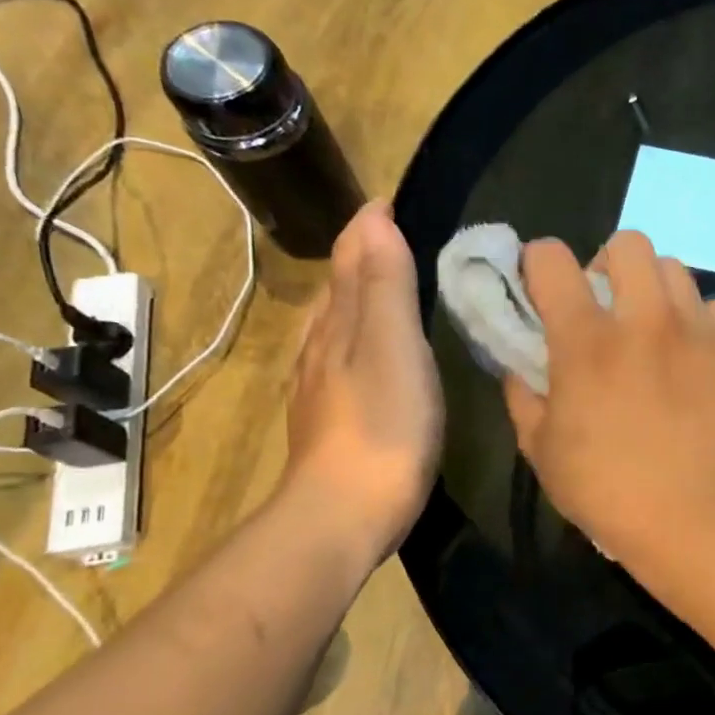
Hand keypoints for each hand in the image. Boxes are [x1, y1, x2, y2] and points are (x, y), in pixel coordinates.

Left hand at [281, 202, 442, 554]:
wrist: (345, 512)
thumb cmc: (382, 424)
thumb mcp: (393, 346)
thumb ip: (385, 285)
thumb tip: (373, 216)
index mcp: (339, 325)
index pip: (349, 261)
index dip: (367, 230)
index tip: (387, 202)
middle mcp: (322, 349)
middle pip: (338, 292)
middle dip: (359, 261)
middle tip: (391, 239)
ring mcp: (322, 389)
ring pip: (337, 329)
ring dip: (356, 302)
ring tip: (384, 290)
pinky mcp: (334, 423)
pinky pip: (345, 363)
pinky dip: (360, 343)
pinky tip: (373, 360)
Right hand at [505, 230, 714, 560]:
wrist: (697, 519)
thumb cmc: (608, 491)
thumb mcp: (543, 452)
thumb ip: (523, 399)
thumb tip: (519, 371)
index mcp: (587, 340)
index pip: (552, 259)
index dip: (540, 263)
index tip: (544, 286)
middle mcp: (645, 319)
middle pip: (628, 243)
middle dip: (609, 264)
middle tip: (609, 304)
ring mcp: (698, 331)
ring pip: (676, 270)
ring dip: (656, 289)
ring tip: (656, 328)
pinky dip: (702, 324)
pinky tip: (697, 357)